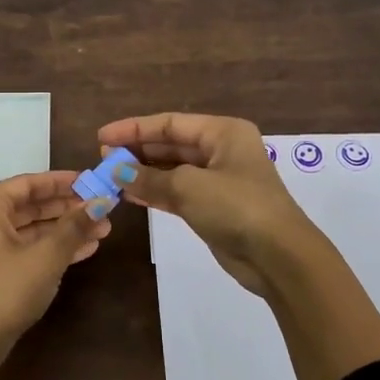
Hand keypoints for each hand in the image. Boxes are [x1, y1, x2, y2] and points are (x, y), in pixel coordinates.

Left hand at [0, 170, 111, 349]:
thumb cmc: (5, 289)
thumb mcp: (47, 255)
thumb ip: (75, 226)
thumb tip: (103, 201)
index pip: (29, 183)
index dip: (63, 181)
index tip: (93, 180)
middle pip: (31, 206)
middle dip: (69, 208)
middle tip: (103, 208)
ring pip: (31, 230)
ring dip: (65, 230)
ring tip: (102, 231)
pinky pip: (26, 249)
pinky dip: (52, 248)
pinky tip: (84, 250)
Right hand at [99, 112, 379, 379]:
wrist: (278, 256)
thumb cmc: (237, 207)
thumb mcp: (188, 186)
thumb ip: (148, 178)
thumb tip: (115, 172)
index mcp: (223, 133)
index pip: (170, 123)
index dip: (134, 129)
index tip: (102, 138)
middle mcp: (223, 151)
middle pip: (171, 144)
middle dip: (137, 151)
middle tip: (103, 159)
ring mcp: (220, 181)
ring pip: (173, 170)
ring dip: (143, 173)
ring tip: (110, 177)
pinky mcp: (215, 208)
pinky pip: (178, 192)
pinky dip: (155, 192)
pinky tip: (130, 195)